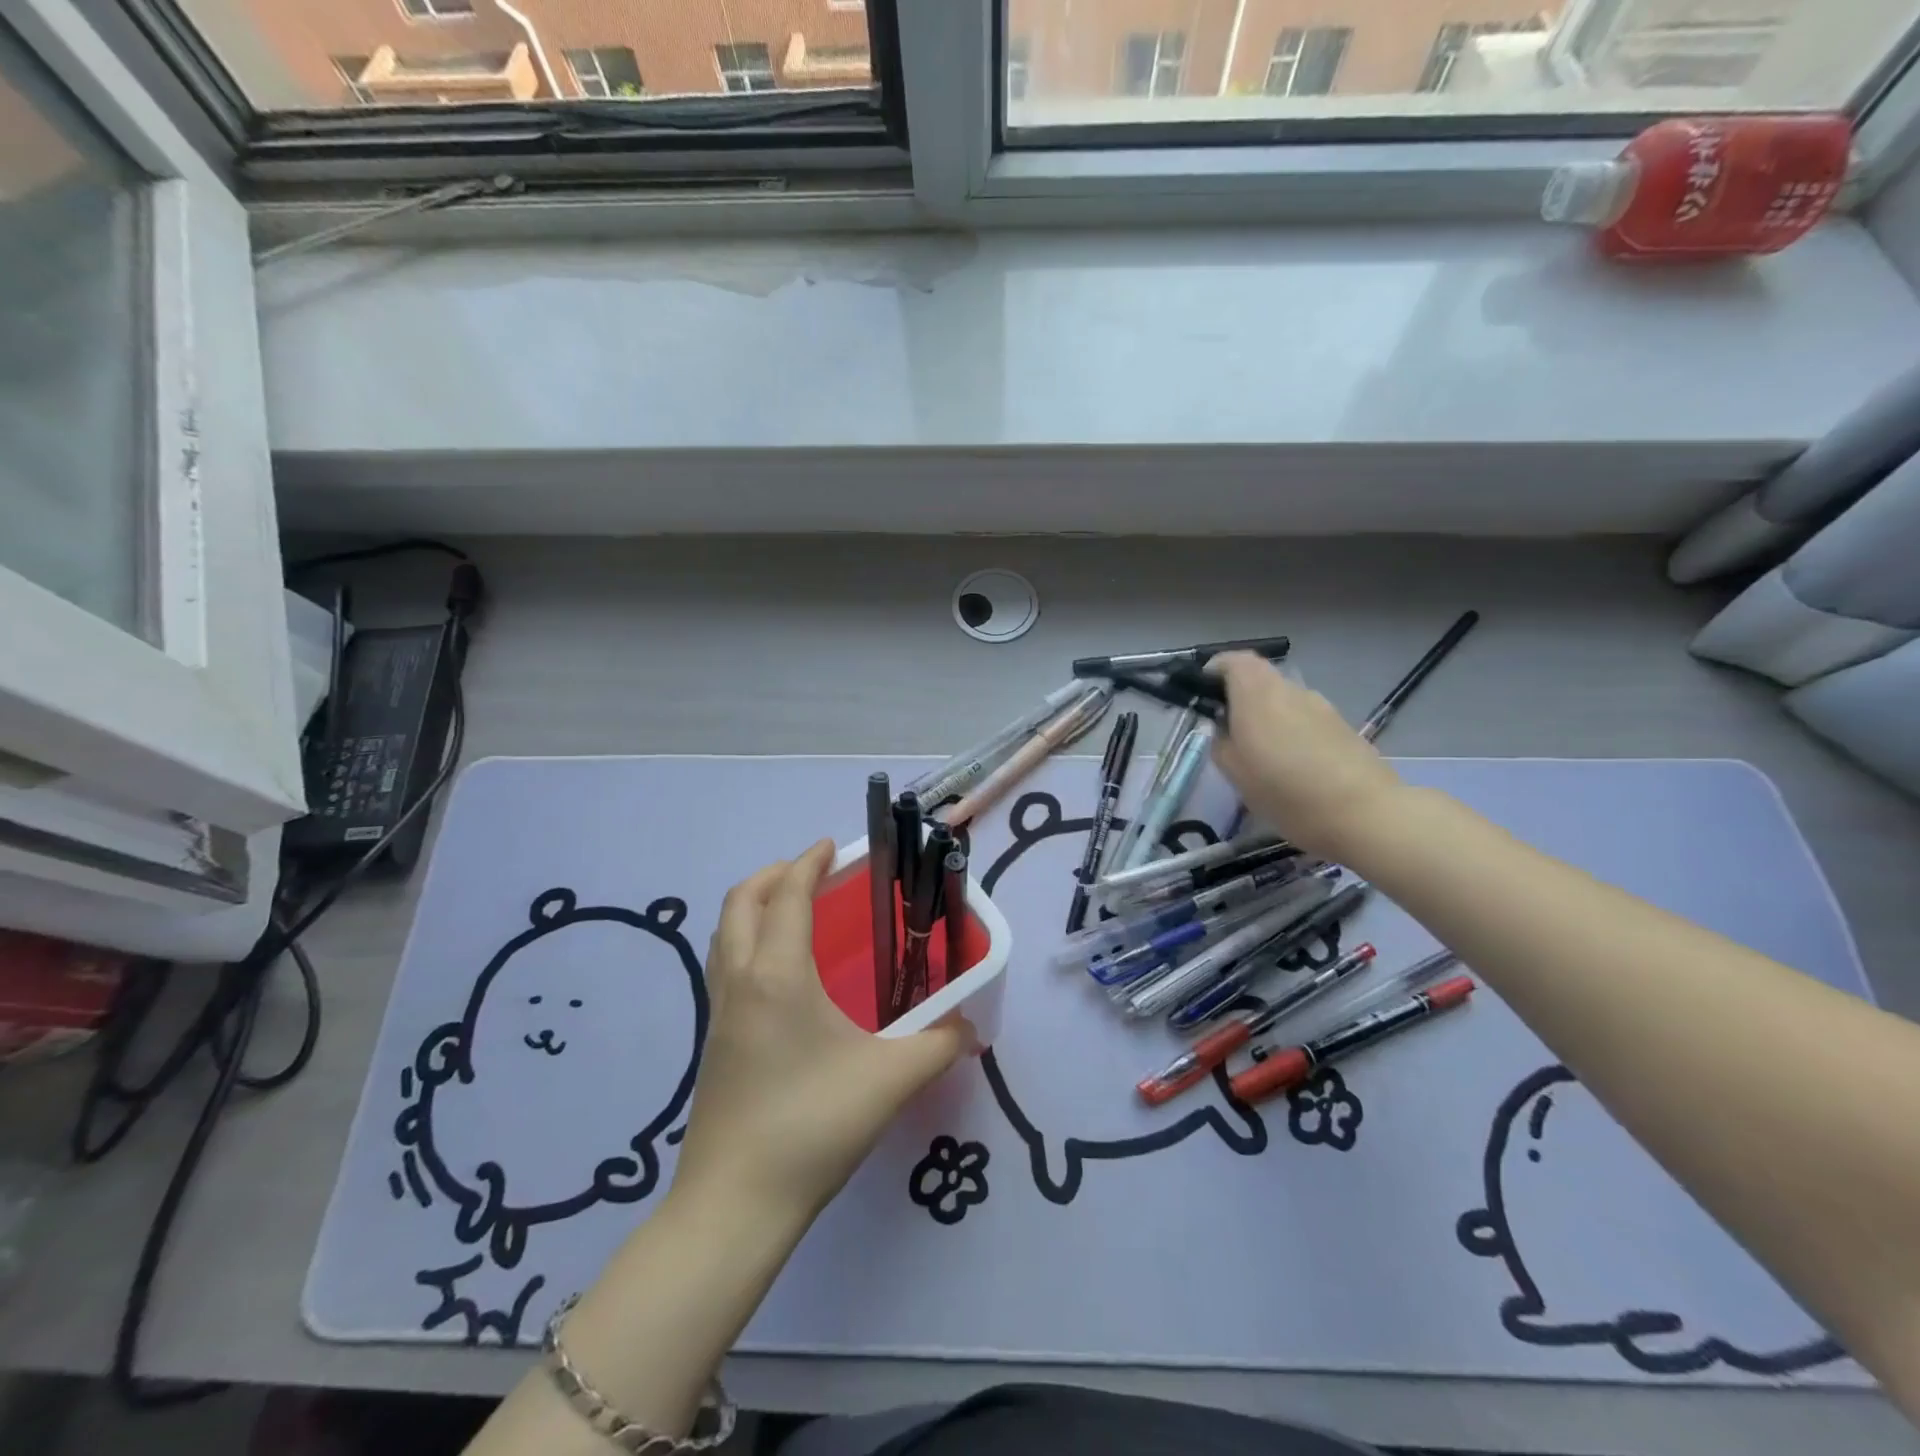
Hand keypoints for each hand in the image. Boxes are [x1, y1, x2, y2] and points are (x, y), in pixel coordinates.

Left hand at [672, 841, 974, 1223]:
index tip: (833, 848)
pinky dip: (748, 941)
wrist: (734, 1205)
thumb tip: (969, 1028)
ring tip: (796, 913)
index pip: (789, 894)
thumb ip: (938, 1045)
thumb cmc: (811, 1125)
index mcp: (778, 974)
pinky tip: (783, 975)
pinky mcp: (713, 1042)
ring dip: (756, 906)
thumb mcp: (890, 1080)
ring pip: (726, 933)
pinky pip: (726, 965)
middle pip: (742, 901)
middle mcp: (741, 980)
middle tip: (814, 874)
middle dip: (776, 874)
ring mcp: (720, 1012)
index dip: (809, 863)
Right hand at [1210, 652, 1406, 860]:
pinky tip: (1293, 769)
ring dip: (1268, 718)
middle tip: (1228, 732)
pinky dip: (1292, 733)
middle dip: (1240, 699)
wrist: (1365, 814)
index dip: (1215, 671)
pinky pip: (1305, 720)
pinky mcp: (1342, 727)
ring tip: (1262, 757)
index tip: (1202, 695)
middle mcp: (1290, 690)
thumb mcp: (1235, 773)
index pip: (1233, 661)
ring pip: (1283, 701)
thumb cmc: (1287, 792)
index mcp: (1257, 694)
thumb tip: (1224, 729)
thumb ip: (1221, 743)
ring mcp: (1321, 707)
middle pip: (1259, 680)